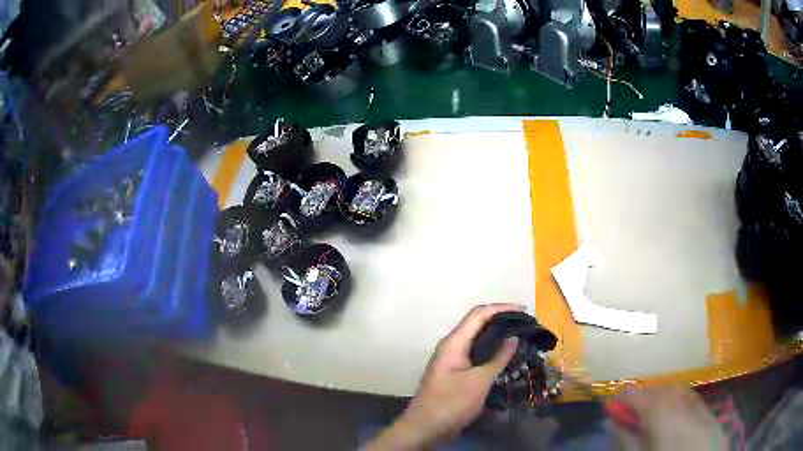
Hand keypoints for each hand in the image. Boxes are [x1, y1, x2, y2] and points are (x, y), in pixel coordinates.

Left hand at [364, 304, 522, 449]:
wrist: (424, 427)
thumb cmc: (450, 404)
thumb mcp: (478, 381)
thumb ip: (497, 358)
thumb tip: (513, 337)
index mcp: (453, 342)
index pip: (478, 314)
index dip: (501, 308)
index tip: (523, 309)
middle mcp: (451, 345)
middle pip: (477, 323)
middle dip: (500, 319)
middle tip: (524, 323)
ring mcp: (451, 359)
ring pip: (476, 339)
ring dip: (496, 335)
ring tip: (519, 336)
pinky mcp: (455, 371)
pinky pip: (475, 353)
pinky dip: (490, 350)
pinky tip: (504, 356)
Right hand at [612, 386, 727, 450]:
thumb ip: (625, 439)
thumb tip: (613, 420)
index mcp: (661, 410)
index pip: (636, 395)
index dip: (622, 401)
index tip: (611, 408)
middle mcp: (681, 399)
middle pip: (658, 390)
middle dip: (642, 397)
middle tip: (629, 413)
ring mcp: (698, 403)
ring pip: (676, 390)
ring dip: (660, 397)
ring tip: (650, 413)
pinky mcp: (709, 412)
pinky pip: (690, 397)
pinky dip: (678, 400)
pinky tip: (674, 414)